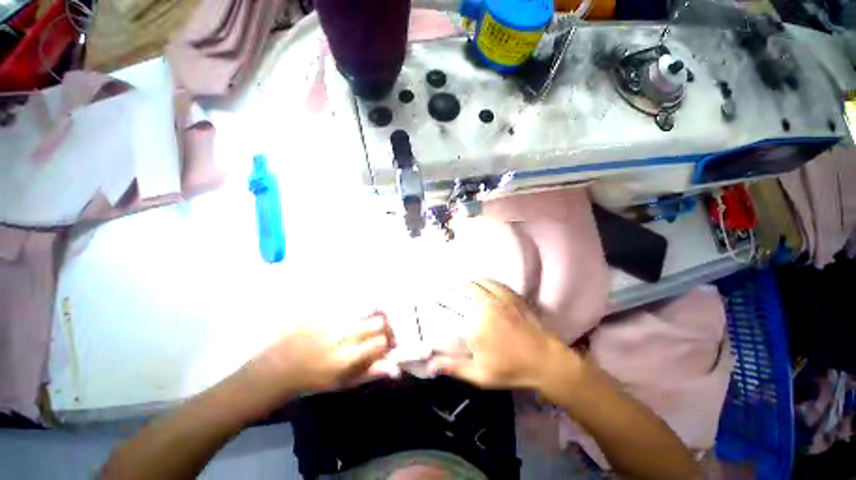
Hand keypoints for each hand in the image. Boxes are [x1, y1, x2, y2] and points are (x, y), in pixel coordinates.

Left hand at [247, 311, 398, 396]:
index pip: (382, 341)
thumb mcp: (344, 382)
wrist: (282, 366)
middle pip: (378, 321)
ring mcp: (335, 320)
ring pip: (367, 310)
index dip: (389, 342)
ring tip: (367, 324)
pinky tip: (352, 318)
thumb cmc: (315, 378)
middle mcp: (344, 335)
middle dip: (384, 327)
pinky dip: (357, 310)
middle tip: (379, 332)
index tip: (386, 346)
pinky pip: (351, 305)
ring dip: (372, 316)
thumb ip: (371, 373)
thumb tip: (396, 369)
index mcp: (349, 357)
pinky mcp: (326, 311)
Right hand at [428, 279, 580, 394]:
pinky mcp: (511, 296)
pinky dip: (483, 279)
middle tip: (441, 282)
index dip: (440, 302)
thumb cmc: (511, 369)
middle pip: (463, 292)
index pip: (451, 311)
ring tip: (455, 276)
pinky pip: (494, 282)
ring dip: (465, 280)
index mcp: (475, 326)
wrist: (545, 360)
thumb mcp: (480, 375)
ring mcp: (499, 299)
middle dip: (451, 286)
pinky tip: (478, 277)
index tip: (431, 297)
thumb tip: (429, 365)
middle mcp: (485, 308)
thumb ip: (455, 368)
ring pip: (478, 284)